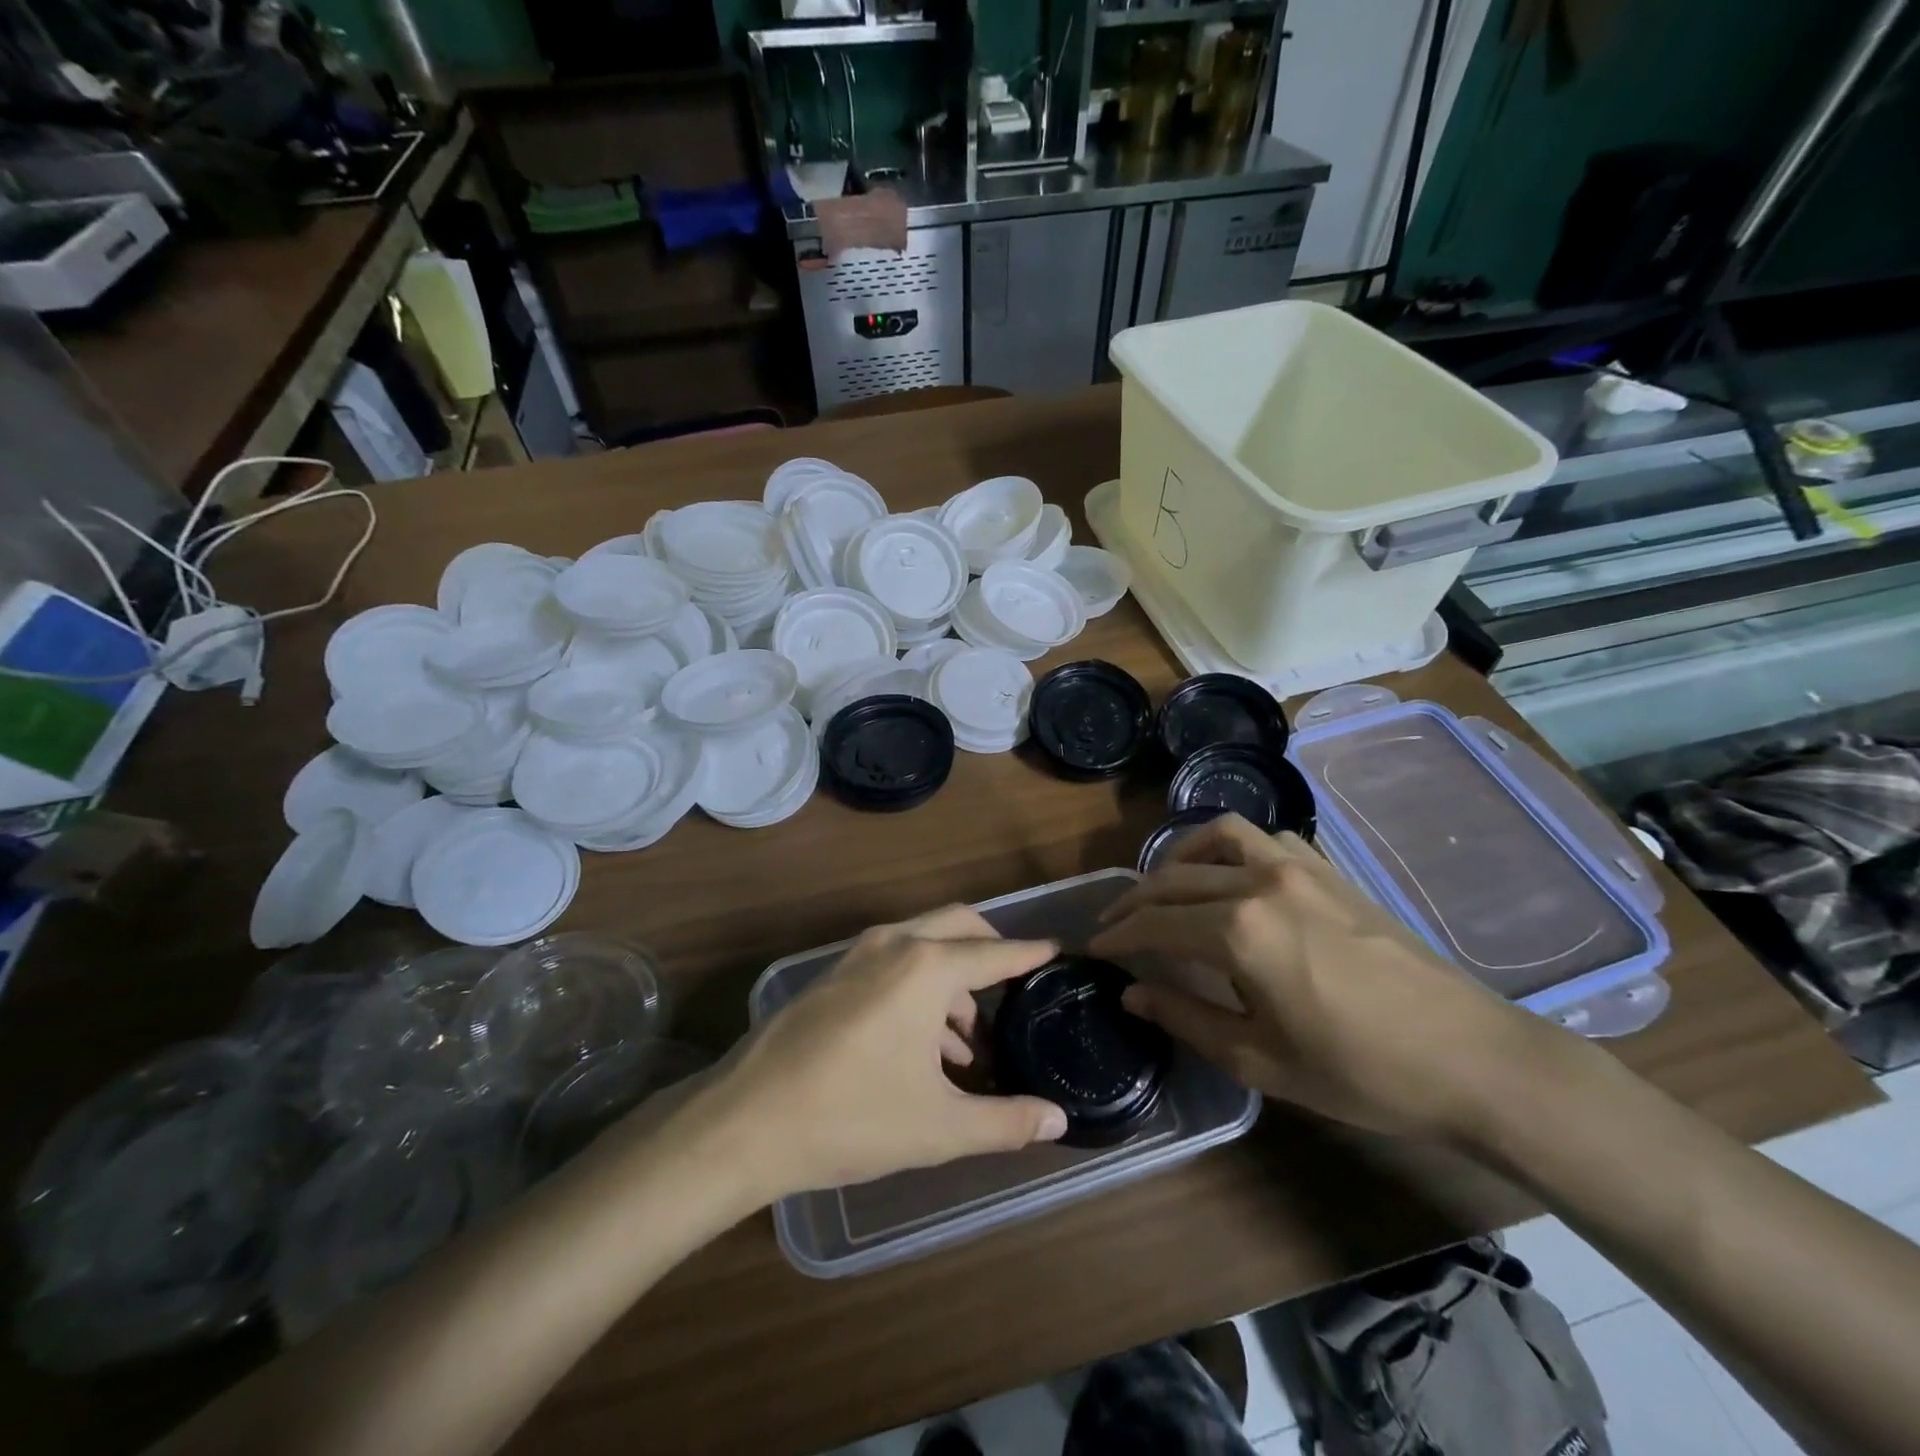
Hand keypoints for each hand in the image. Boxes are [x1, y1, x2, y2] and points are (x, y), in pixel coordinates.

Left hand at [689, 906, 1068, 1201]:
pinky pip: (893, 963)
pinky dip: (920, 987)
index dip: (1028, 954)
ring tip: (967, 1043)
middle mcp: (894, 944)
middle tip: (1015, 986)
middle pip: (958, 926)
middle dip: (990, 949)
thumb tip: (1059, 1122)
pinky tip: (923, 1047)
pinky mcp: (832, 975)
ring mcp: (857, 955)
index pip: (994, 953)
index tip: (1056, 950)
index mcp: (926, 968)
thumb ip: (1006, 1122)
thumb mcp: (938, 1127)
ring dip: (952, 979)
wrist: (744, 1122)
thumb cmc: (850, 1118)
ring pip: (923, 944)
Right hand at [1089, 815, 1560, 1141]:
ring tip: (1165, 886)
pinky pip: (1267, 839)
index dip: (1118, 936)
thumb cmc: (1360, 1071)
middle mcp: (1260, 883)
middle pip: (1176, 877)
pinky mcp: (1331, 872)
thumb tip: (1132, 994)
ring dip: (1180, 857)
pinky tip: (1233, 879)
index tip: (1092, 948)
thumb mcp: (1259, 1059)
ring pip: (1219, 837)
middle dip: (1135, 900)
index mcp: (1238, 931)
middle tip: (1114, 924)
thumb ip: (1186, 1018)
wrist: (1471, 1057)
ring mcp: (1299, 868)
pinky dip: (1233, 849)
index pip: (1155, 923)